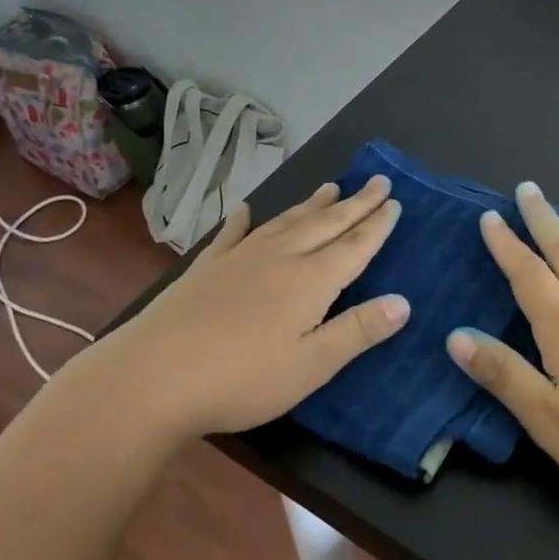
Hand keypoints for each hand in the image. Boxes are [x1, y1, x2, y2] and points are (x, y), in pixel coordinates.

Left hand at [75, 177, 407, 438]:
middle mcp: (280, 257)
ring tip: (331, 187)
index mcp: (310, 281)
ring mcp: (240, 257)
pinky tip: (244, 208)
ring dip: (312, 204)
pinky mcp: (206, 267)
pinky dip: (242, 219)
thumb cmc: (242, 378)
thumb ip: (357, 331)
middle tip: (378, 181)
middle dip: (355, 203)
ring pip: (286, 221)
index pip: (354, 246)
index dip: (377, 225)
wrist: (154, 376)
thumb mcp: (311, 365)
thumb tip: (404, 302)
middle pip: (326, 224)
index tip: (395, 201)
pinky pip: (232, 233)